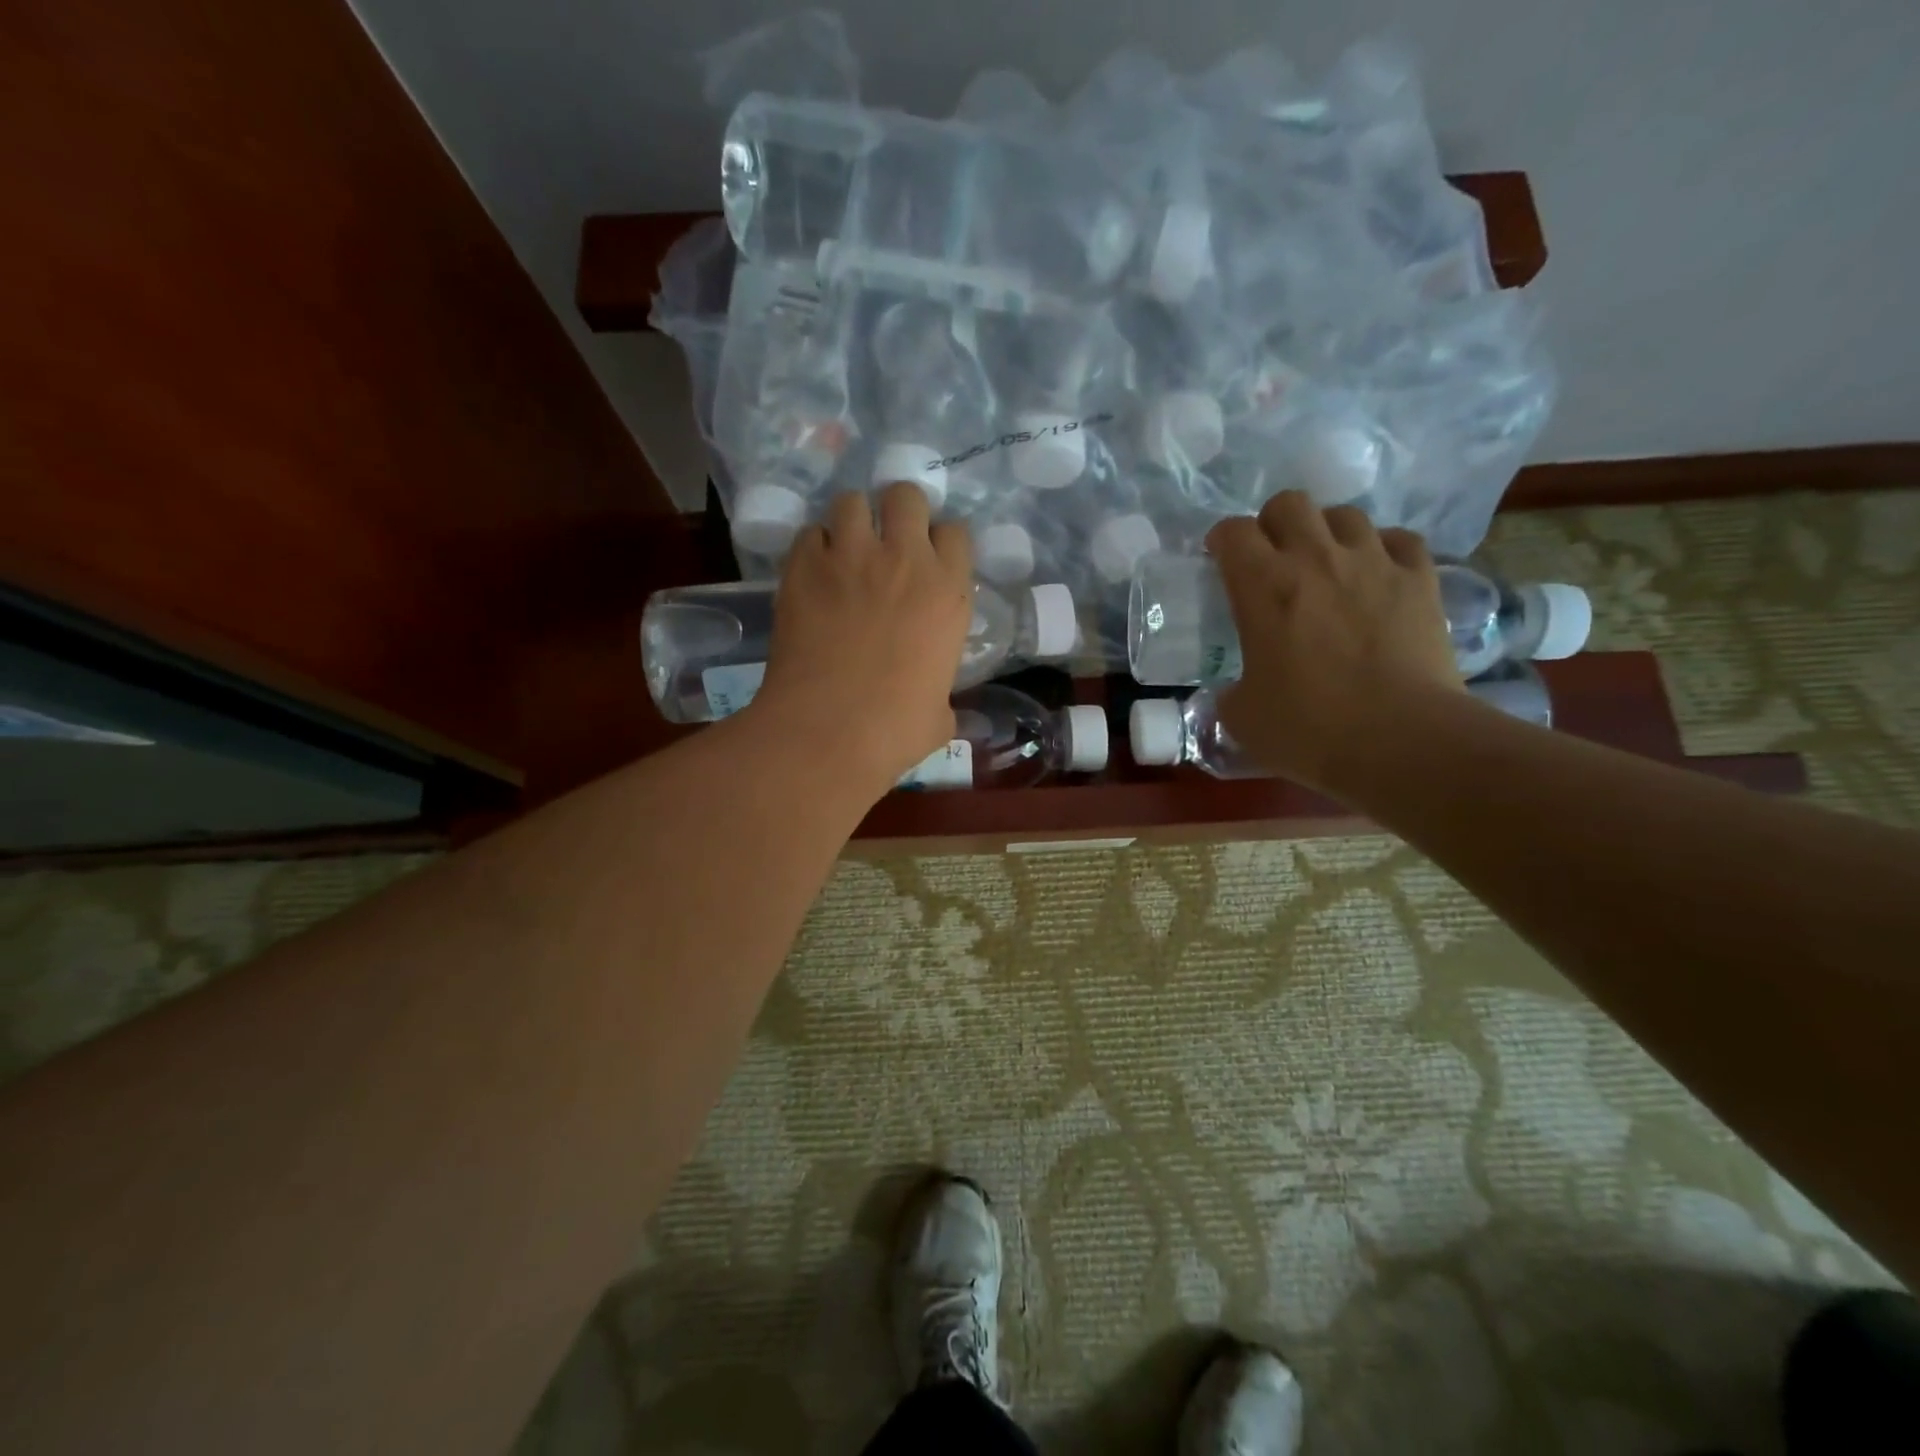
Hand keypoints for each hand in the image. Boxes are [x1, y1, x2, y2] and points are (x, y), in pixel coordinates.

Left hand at [750, 483, 972, 797]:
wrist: (829, 729)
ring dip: (852, 521)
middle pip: (906, 495)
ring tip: (846, 550)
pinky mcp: (802, 566)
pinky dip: (814, 547)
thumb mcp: (940, 713)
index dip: (940, 543)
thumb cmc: (896, 728)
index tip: (930, 561)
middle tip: (888, 541)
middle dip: (898, 511)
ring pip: (852, 501)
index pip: (955, 531)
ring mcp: (849, 556)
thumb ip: (942, 695)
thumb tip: (937, 707)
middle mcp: (903, 559)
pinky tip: (814, 573)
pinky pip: (810, 533)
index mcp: (948, 591)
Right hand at [1207, 492, 1463, 795]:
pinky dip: (1383, 550)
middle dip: (1273, 524)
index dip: (1221, 541)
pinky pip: (1399, 540)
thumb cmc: (1308, 729)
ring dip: (1327, 533)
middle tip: (1272, 559)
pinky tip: (1378, 574)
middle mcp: (1315, 559)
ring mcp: (1374, 562)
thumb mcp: (1241, 717)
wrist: (1401, 741)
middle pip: (1289, 503)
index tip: (1219, 560)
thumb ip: (1230, 692)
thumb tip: (1235, 691)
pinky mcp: (1420, 579)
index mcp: (1263, 587)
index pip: (1232, 532)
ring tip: (1327, 565)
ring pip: (1345, 514)